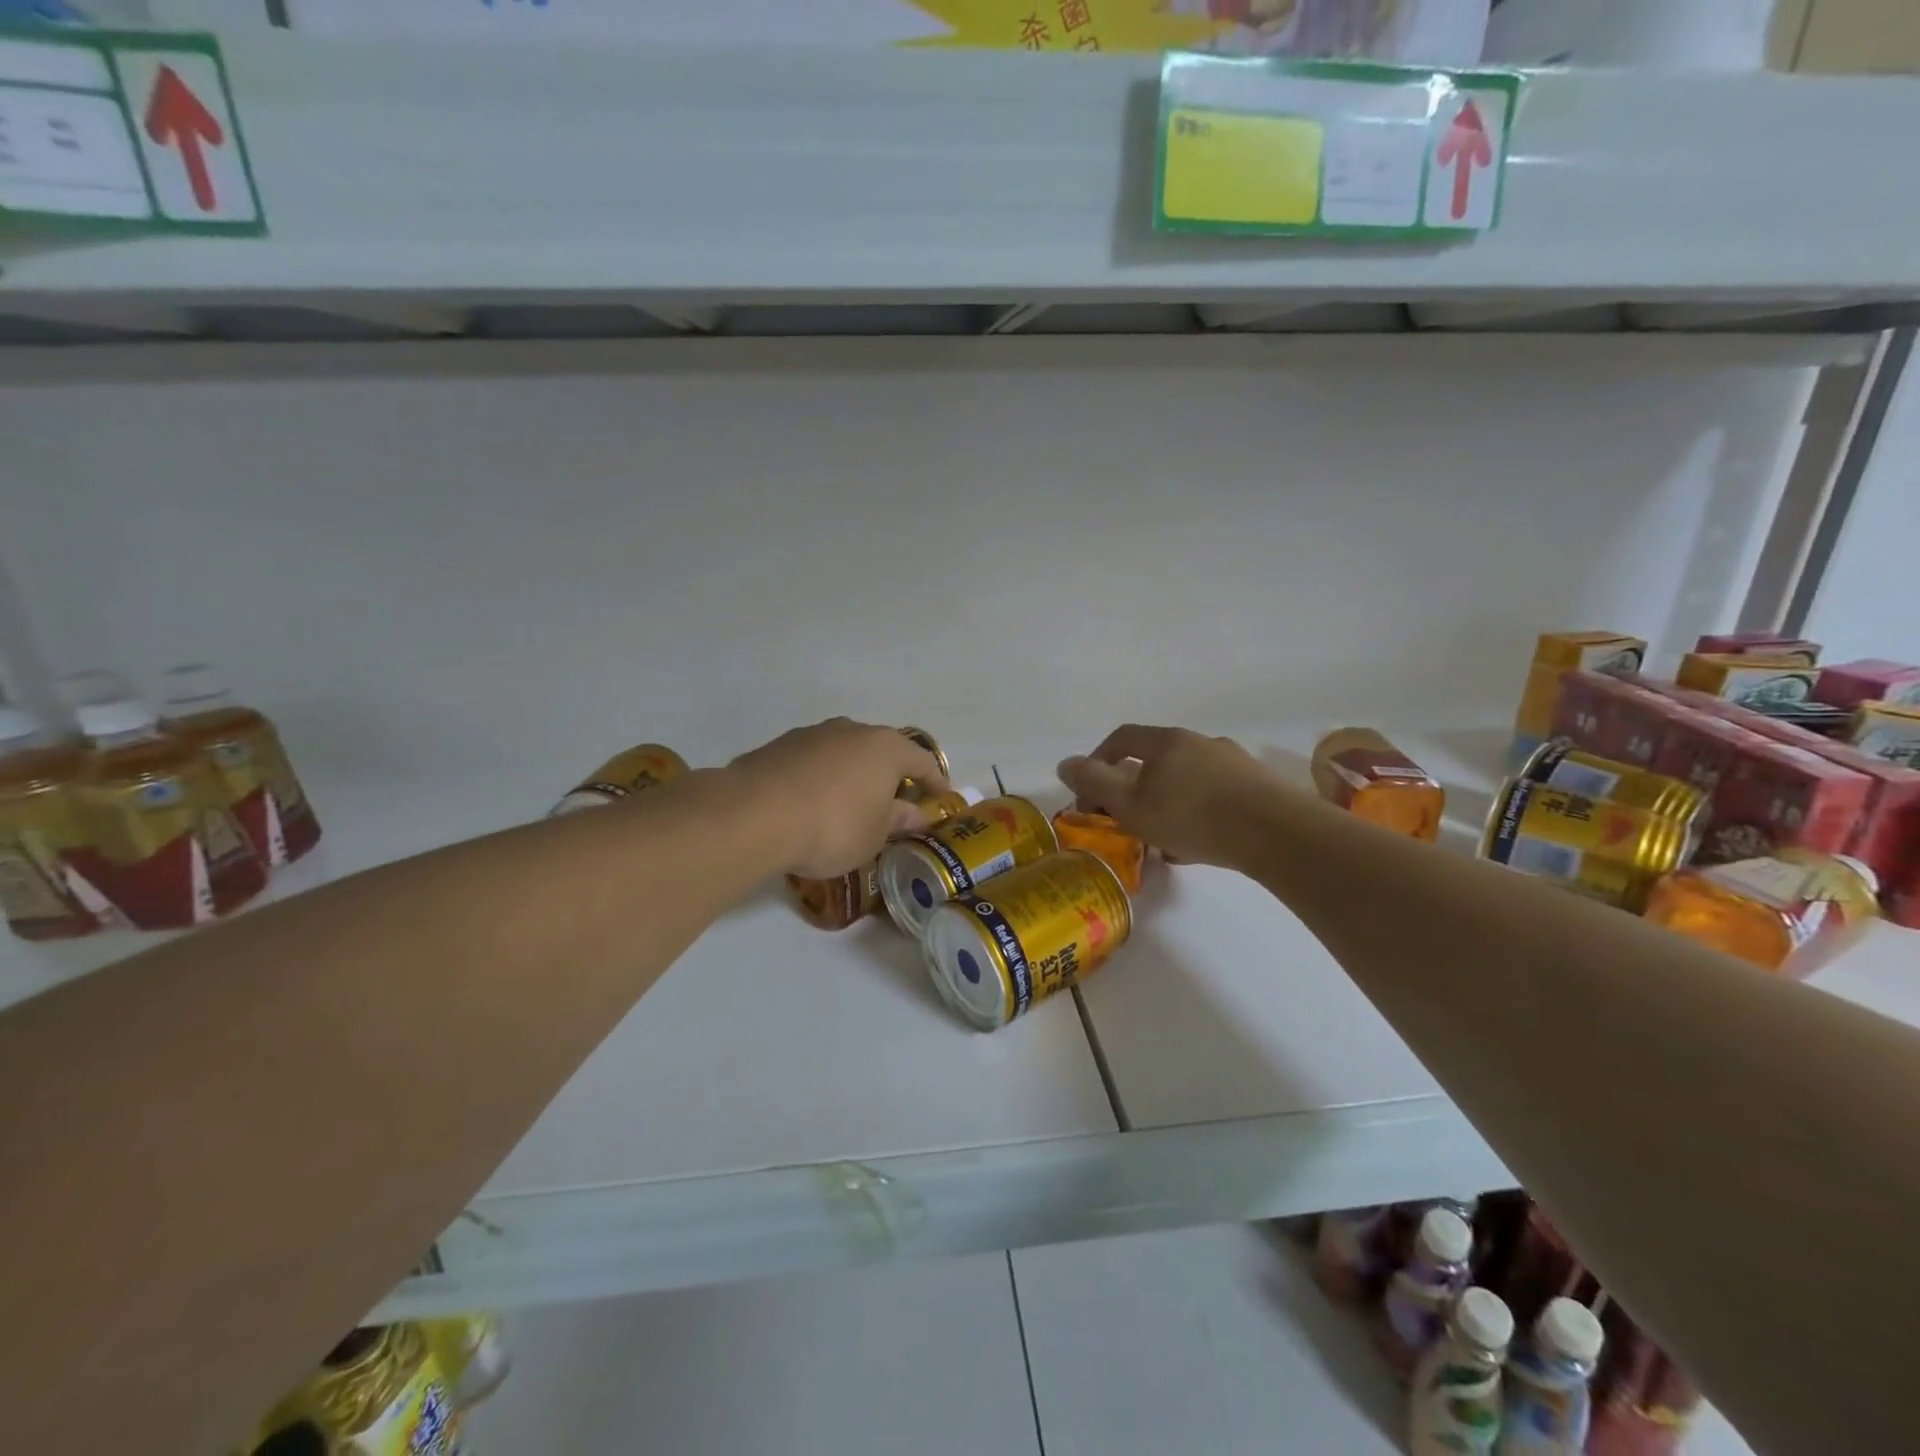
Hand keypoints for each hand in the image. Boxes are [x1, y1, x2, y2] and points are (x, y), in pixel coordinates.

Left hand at [726, 719, 949, 878]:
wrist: (755, 815)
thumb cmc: (833, 826)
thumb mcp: (875, 835)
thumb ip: (898, 821)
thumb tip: (915, 815)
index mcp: (885, 747)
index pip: (922, 760)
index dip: (934, 780)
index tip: (941, 797)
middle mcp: (852, 730)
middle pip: (881, 751)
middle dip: (890, 775)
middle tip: (894, 803)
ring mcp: (813, 734)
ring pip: (844, 753)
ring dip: (852, 775)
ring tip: (849, 804)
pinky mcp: (780, 746)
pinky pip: (813, 762)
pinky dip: (821, 779)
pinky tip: (812, 804)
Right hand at [1057, 725, 1294, 868]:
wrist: (1276, 833)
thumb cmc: (1192, 815)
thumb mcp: (1131, 803)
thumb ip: (1094, 782)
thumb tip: (1065, 763)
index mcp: (1167, 741)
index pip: (1121, 739)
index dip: (1098, 761)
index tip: (1090, 794)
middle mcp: (1200, 742)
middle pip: (1155, 761)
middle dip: (1133, 789)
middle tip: (1125, 820)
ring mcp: (1234, 763)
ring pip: (1186, 781)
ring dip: (1166, 804)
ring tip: (1161, 841)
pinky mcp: (1258, 787)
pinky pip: (1214, 797)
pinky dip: (1196, 816)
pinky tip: (1197, 847)